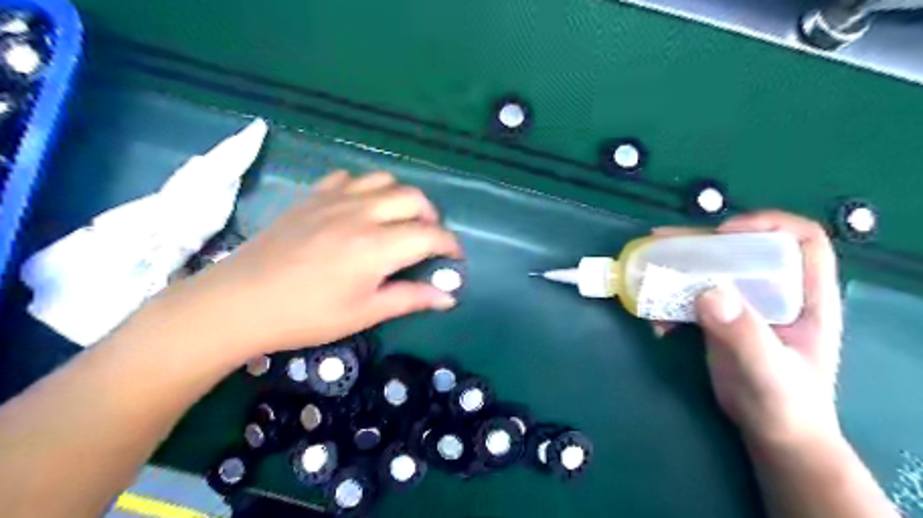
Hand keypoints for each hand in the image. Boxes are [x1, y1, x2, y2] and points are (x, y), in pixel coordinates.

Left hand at [159, 172, 460, 357]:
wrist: (240, 302)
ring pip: (384, 180)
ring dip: (401, 197)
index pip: (430, 235)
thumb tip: (448, 297)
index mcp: (377, 247)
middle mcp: (361, 214)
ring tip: (399, 219)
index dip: (450, 245)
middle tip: (428, 239)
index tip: (455, 257)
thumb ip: (410, 298)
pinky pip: (348, 178)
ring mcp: (334, 200)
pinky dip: (365, 188)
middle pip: (413, 198)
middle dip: (431, 217)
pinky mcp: (312, 196)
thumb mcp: (364, 313)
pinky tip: (360, 207)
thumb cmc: (307, 315)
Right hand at [664, 211, 841, 448]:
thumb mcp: (768, 371)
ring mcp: (745, 304)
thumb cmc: (785, 404)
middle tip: (662, 242)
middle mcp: (775, 292)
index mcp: (805, 296)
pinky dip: (670, 302)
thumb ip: (744, 334)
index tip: (724, 235)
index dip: (766, 226)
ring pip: (711, 270)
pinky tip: (657, 324)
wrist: (772, 433)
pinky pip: (692, 296)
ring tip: (647, 269)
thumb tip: (708, 291)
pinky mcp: (721, 318)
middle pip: (742, 249)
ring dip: (677, 268)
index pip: (801, 240)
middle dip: (702, 243)